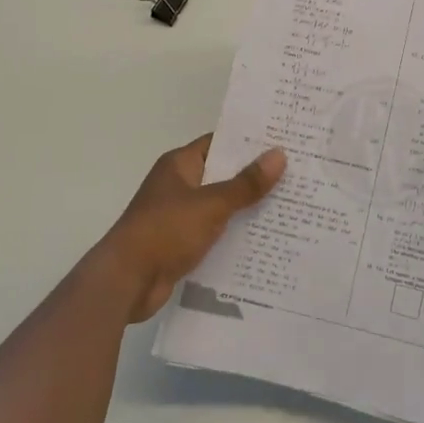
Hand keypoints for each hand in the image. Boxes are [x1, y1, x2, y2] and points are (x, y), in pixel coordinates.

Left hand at [91, 135, 285, 321]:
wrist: (127, 281)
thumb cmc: (165, 231)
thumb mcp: (211, 204)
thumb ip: (245, 183)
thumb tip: (279, 155)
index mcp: (180, 165)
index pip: (220, 143)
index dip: (250, 142)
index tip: (284, 141)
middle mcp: (179, 185)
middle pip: (223, 175)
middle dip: (255, 177)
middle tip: (297, 174)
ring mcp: (179, 216)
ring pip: (221, 206)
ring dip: (247, 208)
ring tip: (290, 207)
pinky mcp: (182, 244)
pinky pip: (215, 233)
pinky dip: (235, 235)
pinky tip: (265, 240)